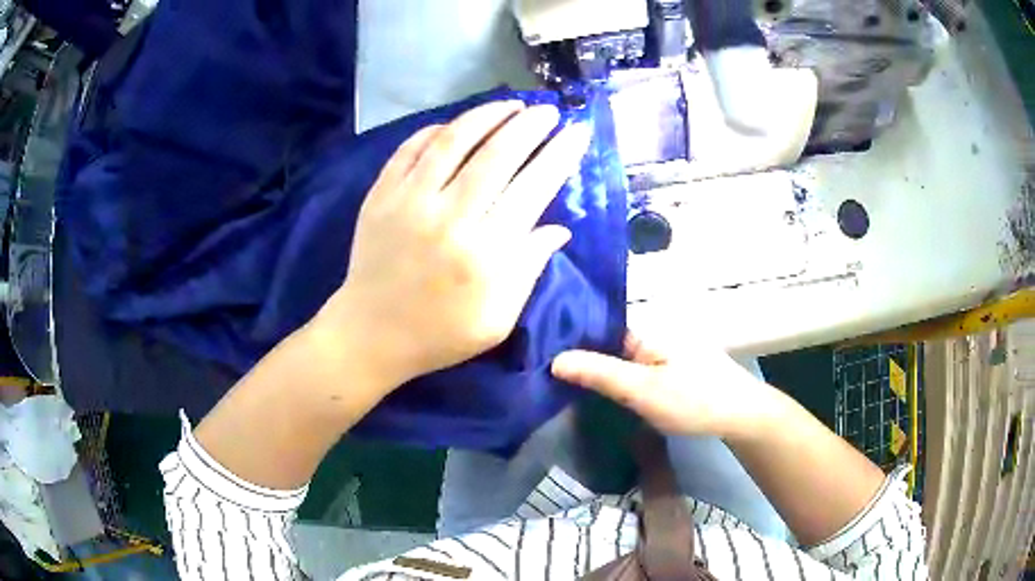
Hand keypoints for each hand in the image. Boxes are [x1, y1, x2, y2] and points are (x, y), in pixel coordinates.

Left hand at [316, 101, 590, 389]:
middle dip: (530, 125)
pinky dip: (436, 130)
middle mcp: (449, 218)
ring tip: (511, 105)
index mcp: (485, 254)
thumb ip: (529, 268)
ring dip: (487, 115)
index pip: (533, 188)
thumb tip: (558, 228)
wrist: (370, 334)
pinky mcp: (380, 196)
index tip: (577, 133)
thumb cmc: (440, 333)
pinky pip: (410, 149)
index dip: (559, 155)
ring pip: (453, 141)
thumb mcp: (497, 319)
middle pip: (496, 154)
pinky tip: (456, 125)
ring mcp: (408, 202)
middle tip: (548, 112)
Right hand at [551, 333, 774, 438]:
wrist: (742, 415)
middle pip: (609, 343)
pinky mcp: (673, 368)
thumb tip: (555, 359)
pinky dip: (620, 378)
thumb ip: (600, 374)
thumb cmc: (693, 400)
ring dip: (602, 370)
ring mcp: (665, 351)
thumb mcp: (642, 390)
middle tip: (549, 377)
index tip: (542, 357)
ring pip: (623, 358)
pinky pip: (637, 368)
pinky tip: (607, 393)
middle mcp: (654, 334)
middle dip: (584, 358)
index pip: (598, 328)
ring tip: (568, 386)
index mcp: (646, 331)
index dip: (571, 342)